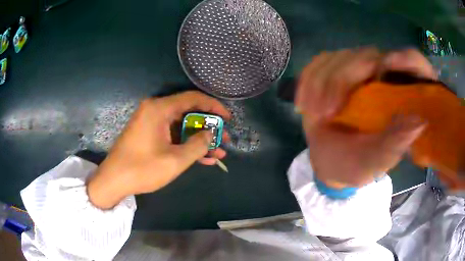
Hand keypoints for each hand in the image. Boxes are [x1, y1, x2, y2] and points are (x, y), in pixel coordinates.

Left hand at [87, 91, 230, 208]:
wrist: (114, 181)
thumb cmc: (142, 169)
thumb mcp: (175, 160)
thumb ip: (197, 145)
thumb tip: (210, 134)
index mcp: (159, 109)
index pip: (193, 98)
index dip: (213, 107)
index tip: (228, 118)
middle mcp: (155, 110)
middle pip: (188, 113)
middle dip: (208, 127)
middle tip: (224, 139)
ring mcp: (152, 123)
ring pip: (182, 127)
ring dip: (199, 140)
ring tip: (218, 152)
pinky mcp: (149, 134)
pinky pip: (172, 135)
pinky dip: (186, 145)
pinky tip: (203, 158)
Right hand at [296, 48, 435, 186]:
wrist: (331, 162)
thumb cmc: (356, 165)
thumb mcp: (377, 161)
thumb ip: (396, 144)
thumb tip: (420, 122)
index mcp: (400, 97)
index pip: (414, 63)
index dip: (407, 60)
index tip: (386, 69)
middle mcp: (381, 76)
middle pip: (367, 56)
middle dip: (342, 81)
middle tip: (327, 113)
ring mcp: (355, 71)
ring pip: (339, 57)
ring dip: (321, 84)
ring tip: (313, 114)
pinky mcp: (333, 71)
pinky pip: (319, 63)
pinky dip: (308, 81)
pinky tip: (305, 104)